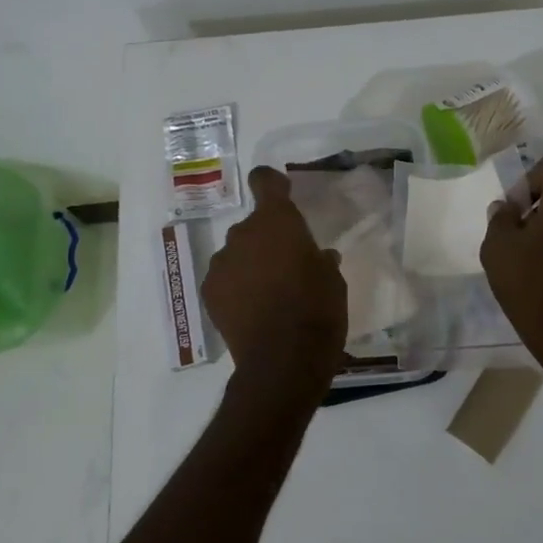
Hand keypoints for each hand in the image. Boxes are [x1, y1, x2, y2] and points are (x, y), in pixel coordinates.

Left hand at [203, 167, 347, 389]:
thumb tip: (319, 257)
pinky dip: (236, 287)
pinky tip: (252, 310)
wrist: (284, 361)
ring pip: (237, 253)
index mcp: (277, 222)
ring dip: (251, 263)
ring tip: (269, 293)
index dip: (272, 183)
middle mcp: (243, 234)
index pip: (264, 181)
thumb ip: (320, 259)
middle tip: (287, 265)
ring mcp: (222, 263)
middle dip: (267, 238)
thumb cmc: (318, 310)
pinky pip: (226, 279)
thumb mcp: (333, 280)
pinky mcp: (209, 292)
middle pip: (253, 225)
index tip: (282, 194)